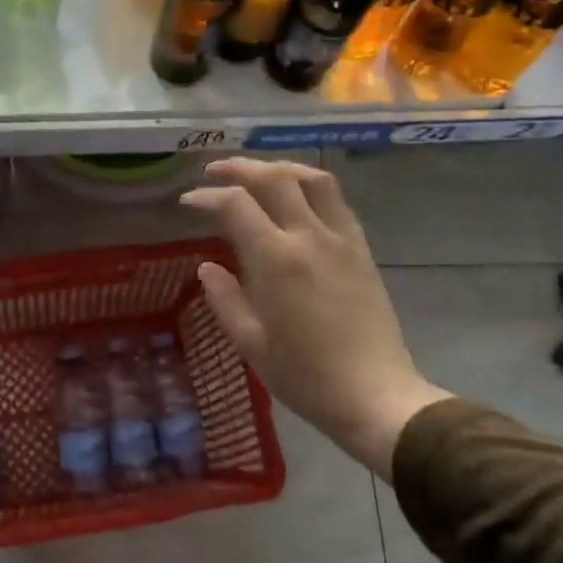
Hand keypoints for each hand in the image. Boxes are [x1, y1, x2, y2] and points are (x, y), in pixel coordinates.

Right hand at [181, 158, 448, 478]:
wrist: (374, 395)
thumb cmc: (305, 376)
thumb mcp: (251, 343)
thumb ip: (225, 299)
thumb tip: (208, 267)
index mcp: (277, 260)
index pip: (236, 205)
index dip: (207, 196)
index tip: (188, 201)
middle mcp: (310, 237)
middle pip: (274, 178)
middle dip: (239, 167)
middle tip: (214, 172)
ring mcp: (341, 239)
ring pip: (312, 179)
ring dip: (279, 167)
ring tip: (257, 174)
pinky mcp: (361, 249)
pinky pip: (336, 201)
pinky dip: (310, 186)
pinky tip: (297, 198)